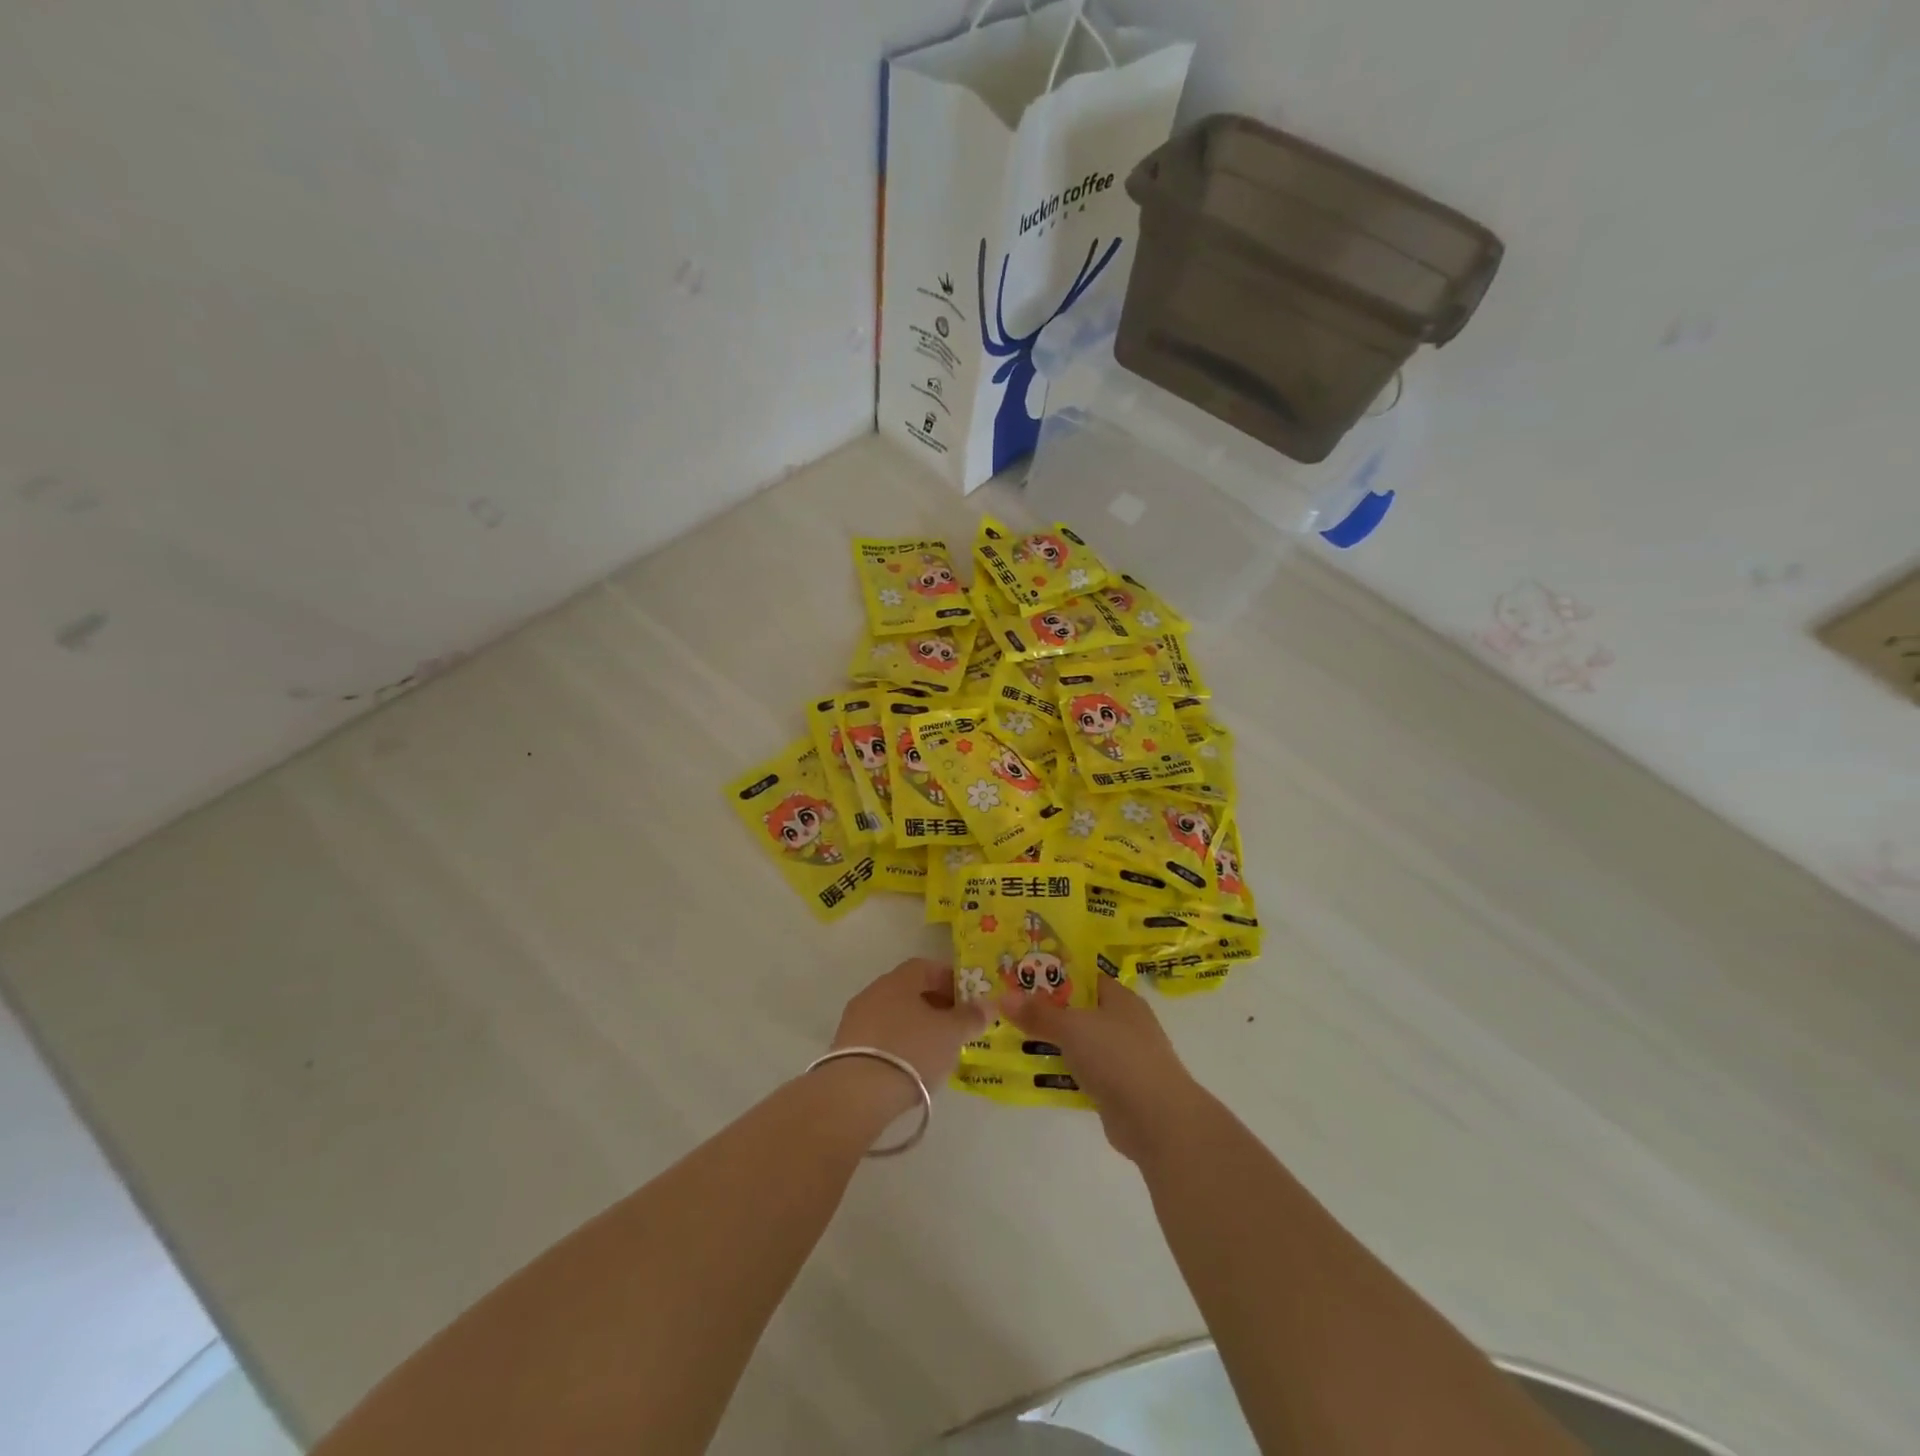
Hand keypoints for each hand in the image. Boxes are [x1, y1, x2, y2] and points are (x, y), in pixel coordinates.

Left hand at [826, 958, 989, 1118]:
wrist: (856, 1093)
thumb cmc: (911, 1051)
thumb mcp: (951, 1034)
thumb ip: (971, 1017)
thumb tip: (988, 1004)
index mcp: (899, 980)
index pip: (926, 967)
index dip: (949, 979)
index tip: (967, 999)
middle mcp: (874, 992)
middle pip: (909, 990)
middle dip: (935, 1004)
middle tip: (955, 1026)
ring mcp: (856, 1019)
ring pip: (894, 1014)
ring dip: (915, 1026)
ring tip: (936, 1050)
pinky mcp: (845, 1047)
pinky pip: (880, 1037)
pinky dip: (898, 1044)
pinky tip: (910, 1066)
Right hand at [997, 978, 1204, 1161]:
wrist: (1157, 1120)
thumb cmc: (1118, 1057)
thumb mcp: (1072, 1028)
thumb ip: (1038, 1013)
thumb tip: (1002, 997)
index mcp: (1120, 998)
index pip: (1084, 977)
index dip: (1054, 974)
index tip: (1021, 975)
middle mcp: (1123, 1023)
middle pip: (1079, 1010)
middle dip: (1047, 1010)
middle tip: (1009, 1007)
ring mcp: (1122, 1057)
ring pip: (1079, 1043)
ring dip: (1052, 1043)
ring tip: (1012, 1037)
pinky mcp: (1117, 1088)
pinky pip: (1082, 1072)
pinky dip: (1062, 1072)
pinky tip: (1035, 1073)